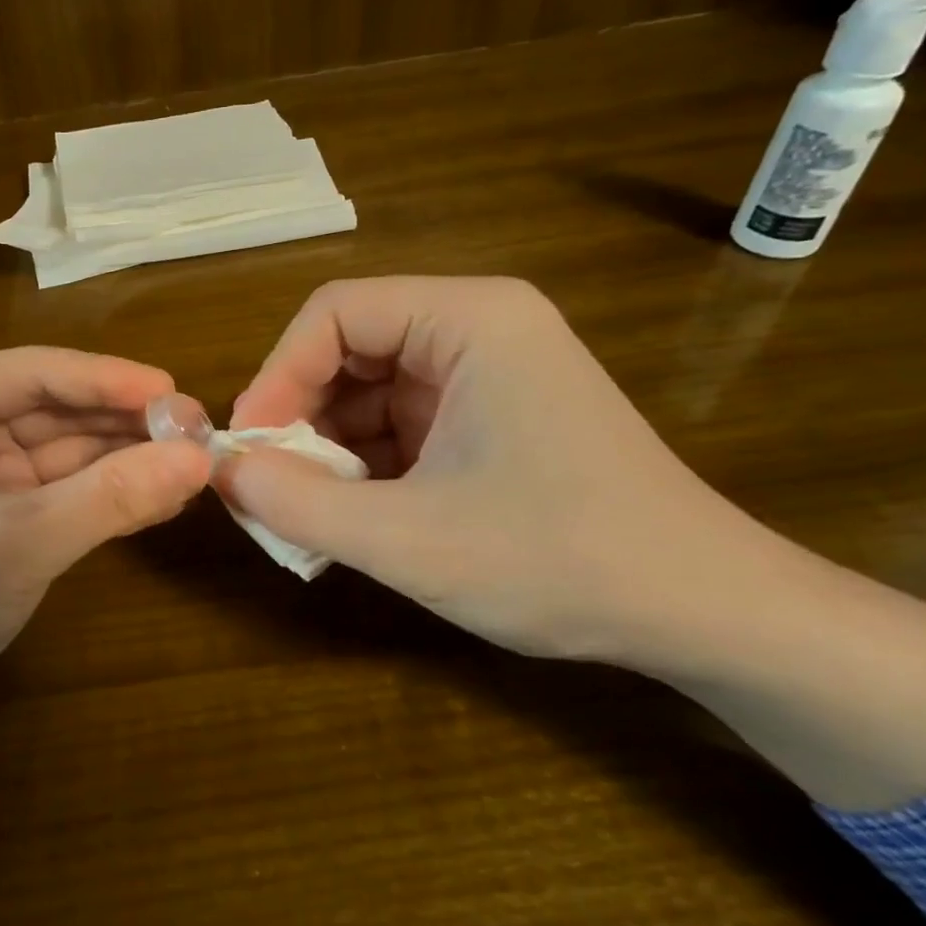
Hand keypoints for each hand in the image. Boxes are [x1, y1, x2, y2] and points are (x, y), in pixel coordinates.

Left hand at [0, 348, 209, 818]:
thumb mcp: (19, 540)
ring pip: (61, 456)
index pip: (33, 373)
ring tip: (191, 467)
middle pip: (52, 411)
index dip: (109, 380)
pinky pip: (59, 496)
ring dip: (121, 462)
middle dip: (122, 423)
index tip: (176, 391)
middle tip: (198, 432)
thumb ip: (111, 495)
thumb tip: (200, 458)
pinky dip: (104, 498)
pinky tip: (157, 500)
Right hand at [226, 275, 745, 665]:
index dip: (278, 374)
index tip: (251, 448)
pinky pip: (400, 426)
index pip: (335, 312)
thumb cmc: (560, 560)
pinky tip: (352, 517)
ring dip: (328, 449)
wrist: (703, 613)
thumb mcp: (408, 538)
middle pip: (350, 349)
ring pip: (370, 392)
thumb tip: (222, 473)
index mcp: (470, 320)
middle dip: (301, 417)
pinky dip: (364, 467)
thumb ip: (298, 503)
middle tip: (271, 485)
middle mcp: (479, 330)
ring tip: (307, 512)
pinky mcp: (490, 421)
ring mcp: (487, 376)